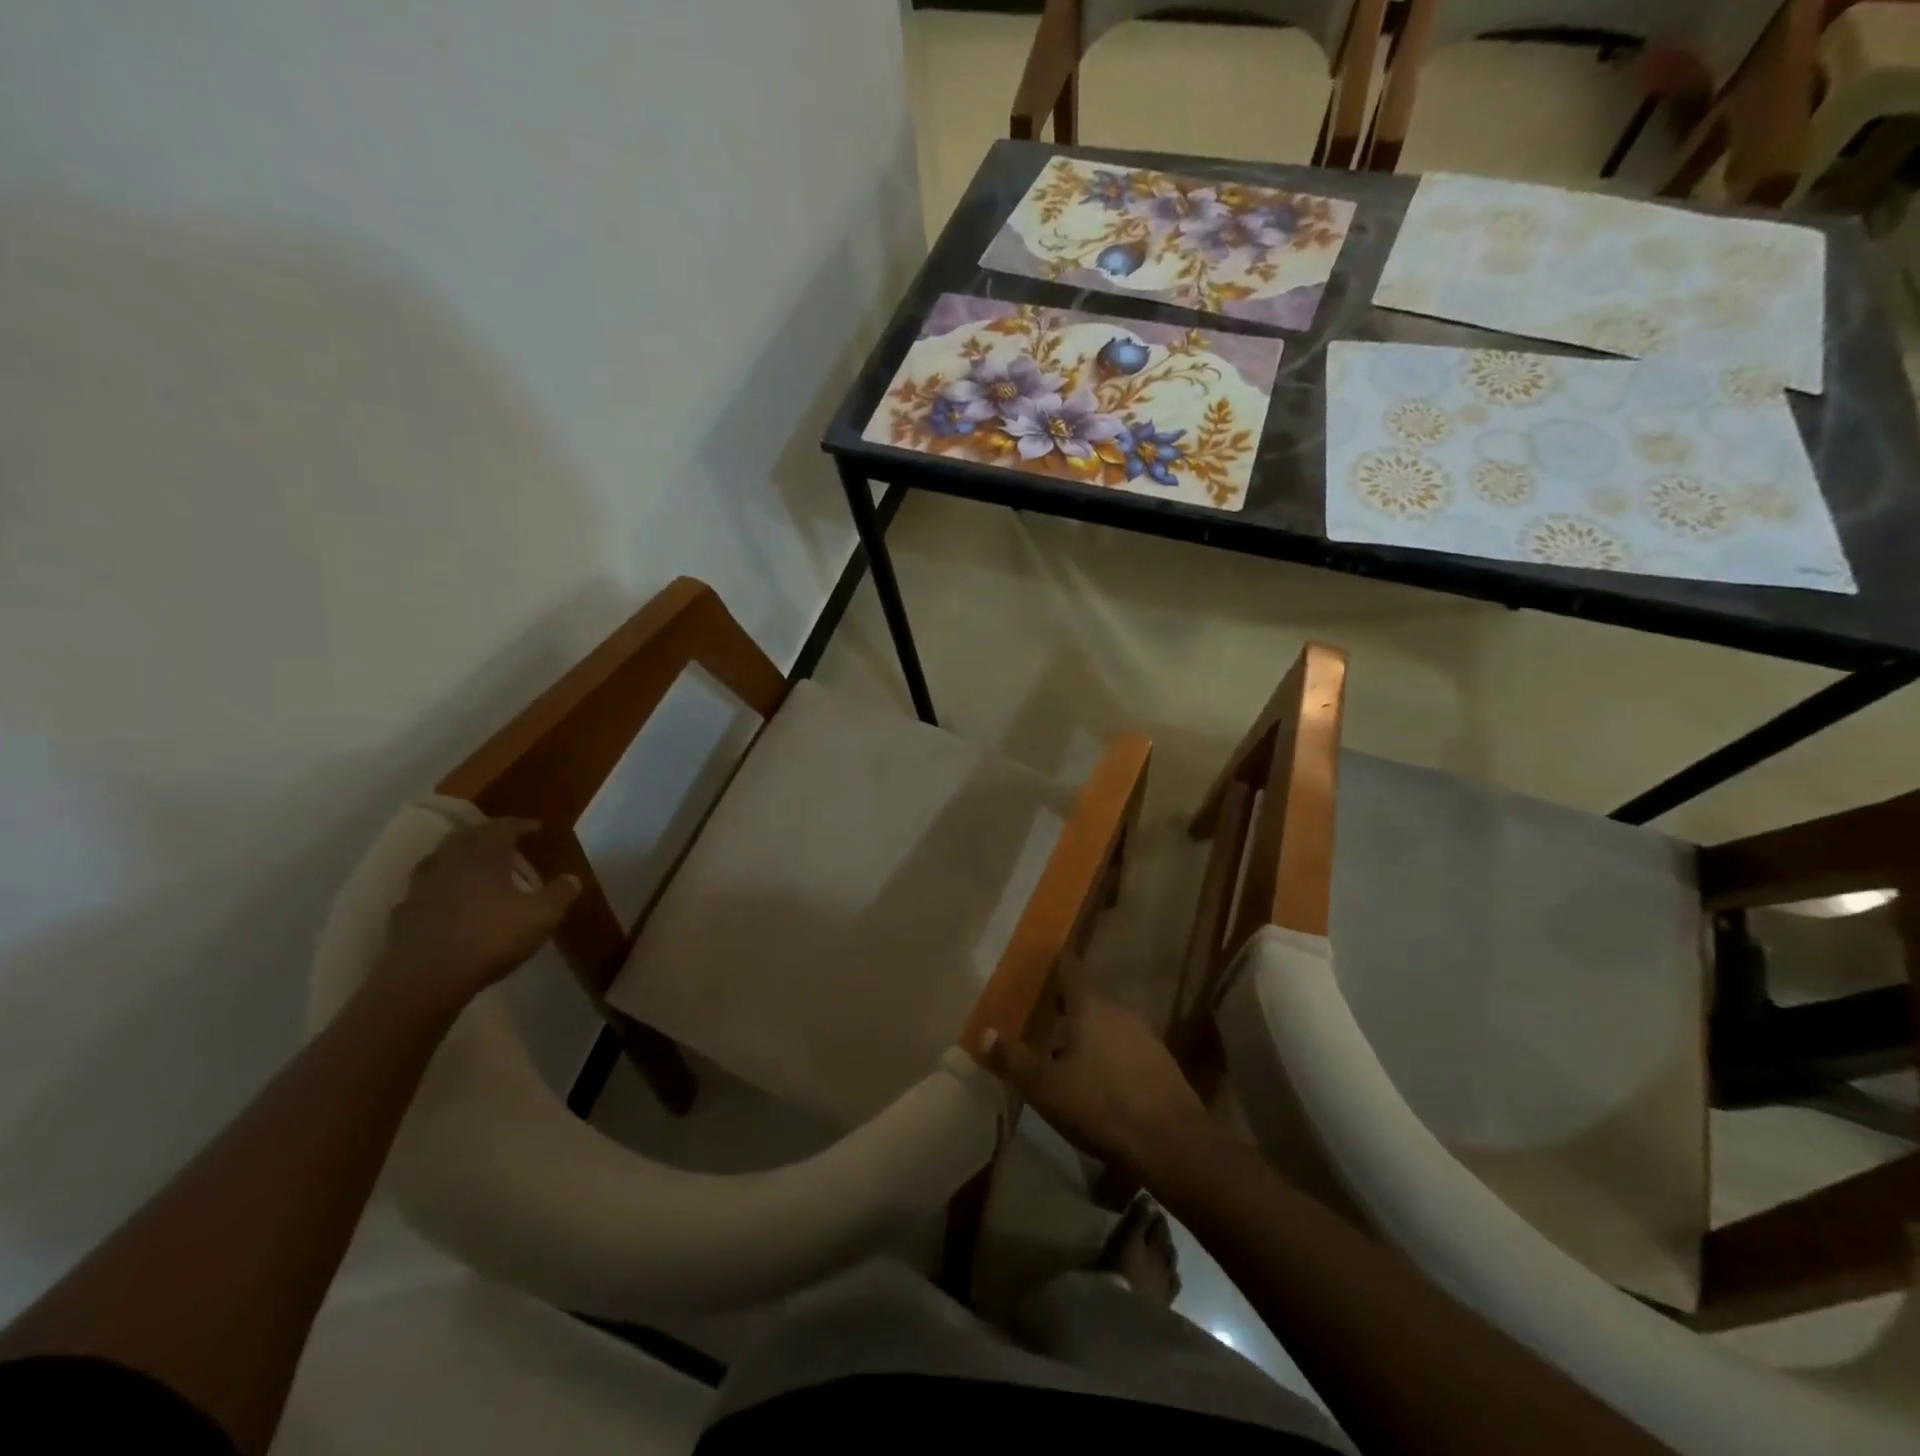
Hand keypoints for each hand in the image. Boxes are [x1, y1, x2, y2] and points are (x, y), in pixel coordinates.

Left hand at [372, 818, 579, 1013]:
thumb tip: (572, 878)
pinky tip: (447, 902)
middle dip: (486, 835)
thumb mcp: (541, 916)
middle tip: (504, 843)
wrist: (426, 978)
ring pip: (440, 860)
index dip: (522, 825)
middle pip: (467, 837)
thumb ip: (560, 894)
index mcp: (484, 855)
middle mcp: (450, 862)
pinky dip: (439, 889)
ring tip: (475, 868)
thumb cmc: (491, 938)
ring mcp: (421, 887)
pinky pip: (424, 891)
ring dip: (459, 859)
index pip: (503, 827)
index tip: (537, 827)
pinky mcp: (403, 913)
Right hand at [983, 956, 1210, 1179]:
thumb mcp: (1046, 1086)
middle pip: (1089, 1000)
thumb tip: (983, 1032)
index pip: (1071, 970)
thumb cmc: (1101, 1104)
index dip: (1058, 963)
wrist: (1172, 1143)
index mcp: (1090, 1006)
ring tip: (1068, 1053)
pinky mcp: (1162, 1065)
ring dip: (1089, 1035)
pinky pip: (1126, 1050)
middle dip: (1068, 1008)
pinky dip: (1110, 1057)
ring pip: (1109, 1026)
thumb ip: (1013, 1059)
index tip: (1047, 959)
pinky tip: (1101, 1082)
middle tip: (1045, 1017)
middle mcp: (1120, 1011)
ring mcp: (1145, 1037)